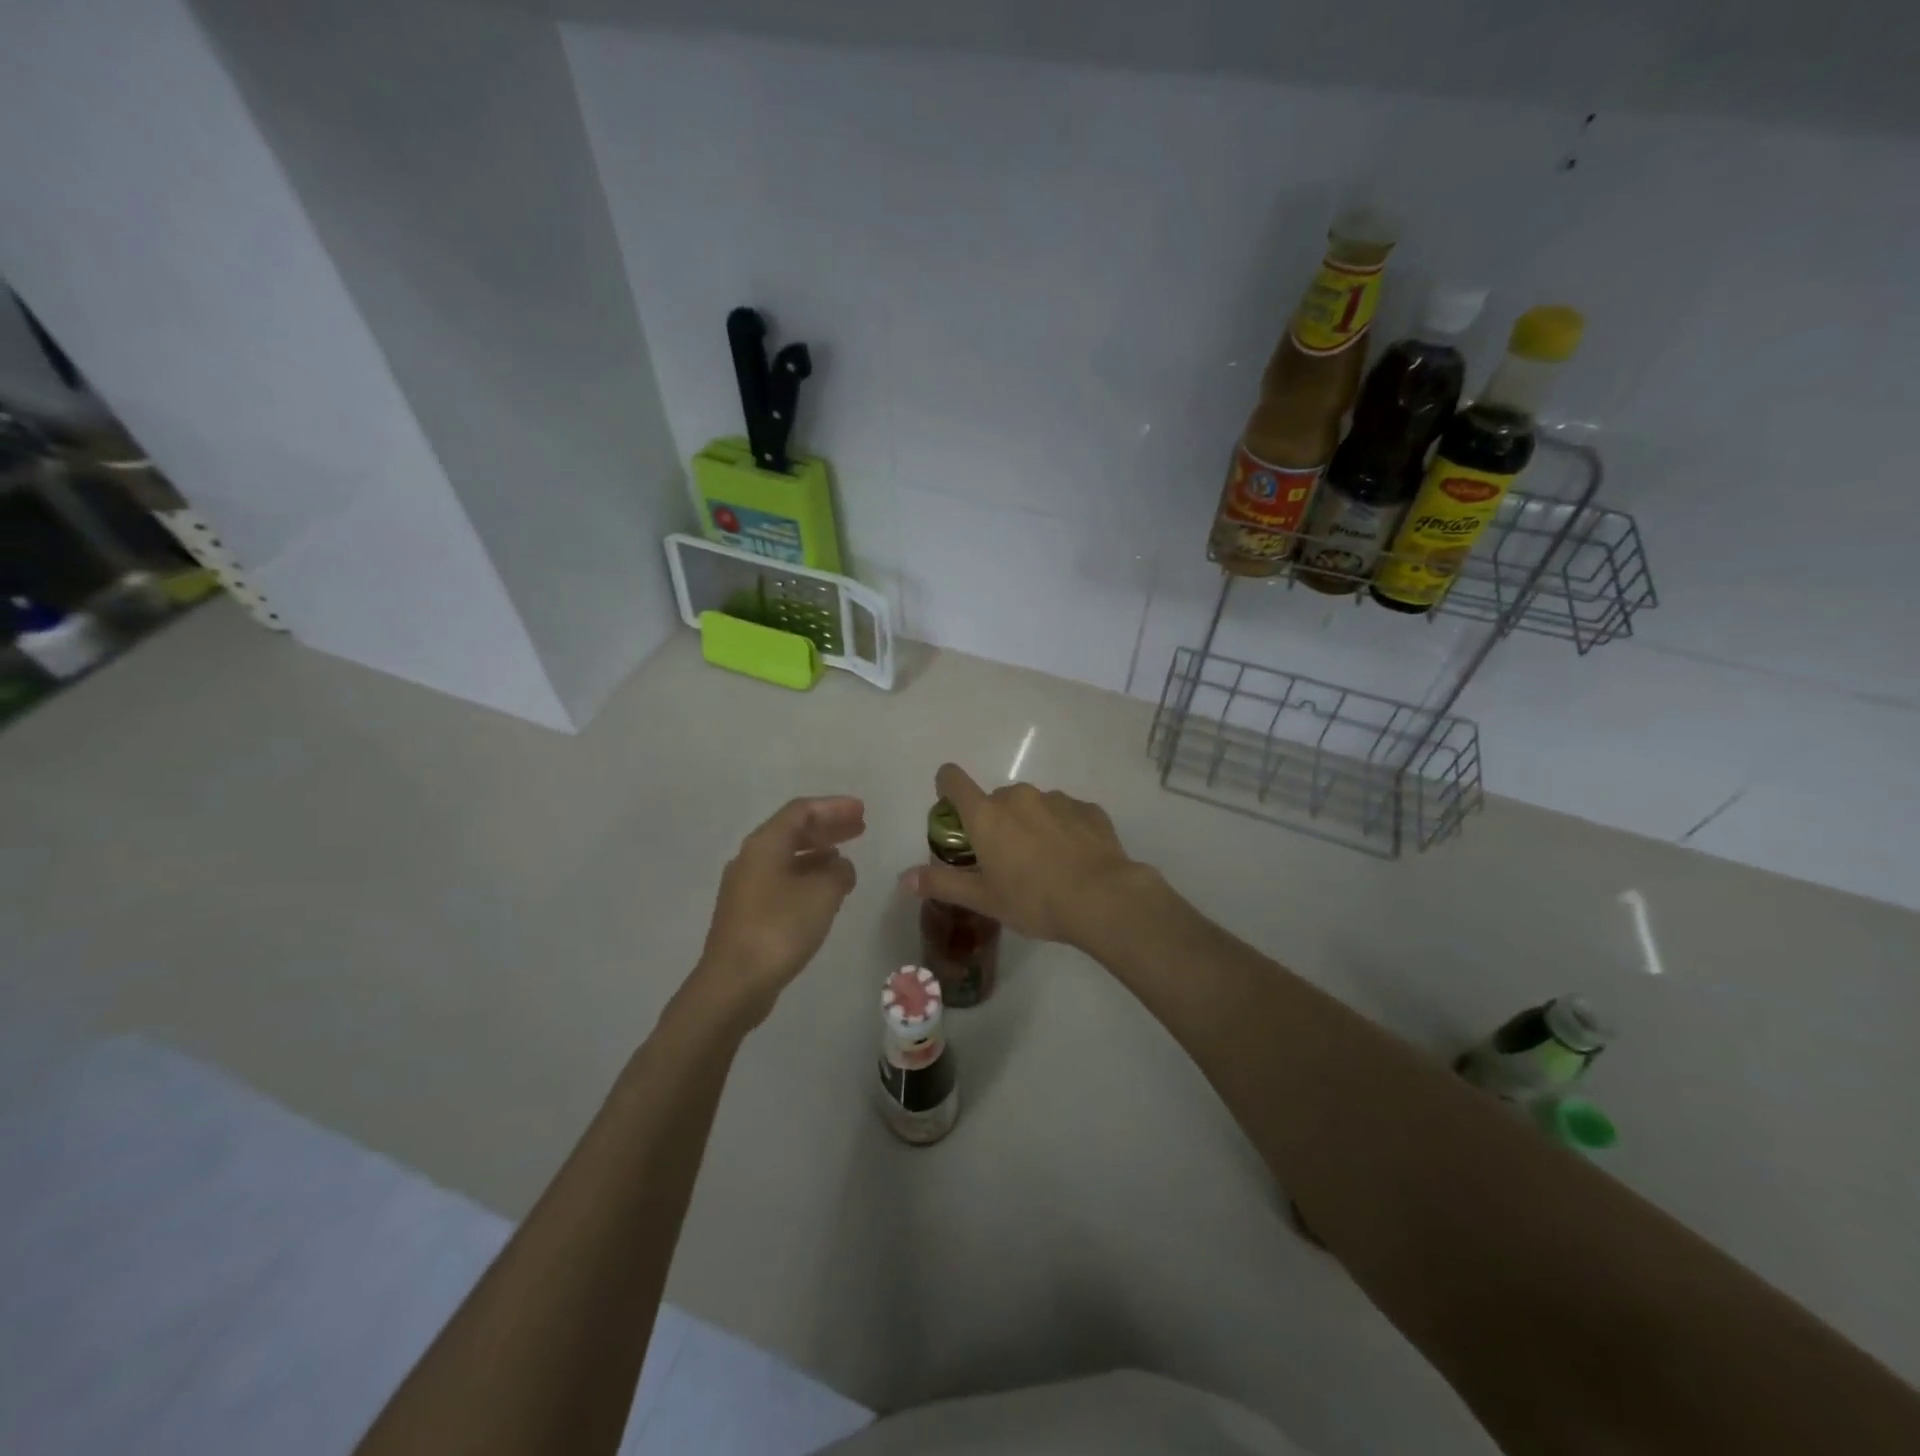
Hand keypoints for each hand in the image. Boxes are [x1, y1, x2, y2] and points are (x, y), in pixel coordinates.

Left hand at [689, 796, 864, 1027]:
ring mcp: (746, 886)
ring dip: (818, 852)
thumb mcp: (822, 893)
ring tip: (845, 856)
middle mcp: (751, 858)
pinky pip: (782, 878)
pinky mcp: (747, 911)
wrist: (733, 984)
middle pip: (793, 830)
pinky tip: (824, 888)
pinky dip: (807, 874)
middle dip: (827, 827)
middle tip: (859, 827)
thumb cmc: (779, 929)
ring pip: (787, 856)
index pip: (801, 811)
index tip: (861, 810)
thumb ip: (839, 871)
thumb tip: (840, 866)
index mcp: (765, 844)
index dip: (834, 807)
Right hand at [898, 764, 1145, 948]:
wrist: (1103, 898)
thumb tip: (903, 878)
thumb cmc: (1034, 900)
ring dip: (1031, 825)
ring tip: (1044, 863)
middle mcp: (1019, 796)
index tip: (951, 810)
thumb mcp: (983, 899)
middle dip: (995, 823)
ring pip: (1033, 805)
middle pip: (995, 800)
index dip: (947, 788)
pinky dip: (1063, 829)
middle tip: (1005, 860)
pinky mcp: (1088, 809)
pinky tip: (1073, 859)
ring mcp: (1056, 799)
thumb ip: (941, 884)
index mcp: (986, 814)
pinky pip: (1066, 813)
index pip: (953, 780)